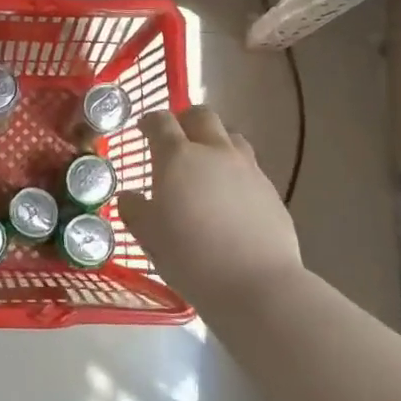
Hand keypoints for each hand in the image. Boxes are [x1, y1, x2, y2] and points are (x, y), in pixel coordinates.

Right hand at [118, 105, 304, 311]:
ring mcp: (248, 169)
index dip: (150, 121)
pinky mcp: (271, 191)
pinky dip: (235, 170)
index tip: (143, 129)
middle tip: (176, 138)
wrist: (257, 284)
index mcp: (178, 157)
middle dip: (186, 119)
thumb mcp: (148, 236)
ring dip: (215, 141)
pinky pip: (250, 167)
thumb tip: (129, 196)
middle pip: (202, 116)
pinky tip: (230, 197)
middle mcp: (215, 152)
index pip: (161, 122)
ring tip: (206, 164)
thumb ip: (134, 210)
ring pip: (231, 137)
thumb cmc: (190, 257)